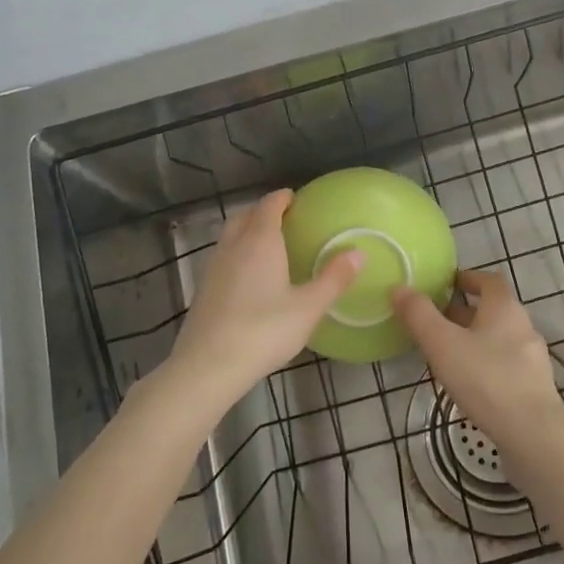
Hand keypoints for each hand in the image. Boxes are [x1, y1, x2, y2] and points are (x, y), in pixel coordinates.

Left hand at [161, 190, 361, 413]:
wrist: (208, 366)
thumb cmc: (264, 331)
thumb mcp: (308, 307)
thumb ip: (334, 279)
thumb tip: (359, 252)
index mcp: (260, 240)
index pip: (269, 205)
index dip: (283, 198)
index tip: (297, 200)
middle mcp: (234, 245)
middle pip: (245, 215)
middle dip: (263, 212)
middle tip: (285, 221)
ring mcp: (214, 266)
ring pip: (231, 236)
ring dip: (247, 232)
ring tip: (269, 247)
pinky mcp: (204, 289)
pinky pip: (223, 257)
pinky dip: (238, 254)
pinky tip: (250, 278)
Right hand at [390, 270, 563, 448]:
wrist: (533, 434)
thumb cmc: (485, 379)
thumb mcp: (442, 344)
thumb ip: (419, 315)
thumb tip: (399, 287)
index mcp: (505, 308)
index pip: (489, 280)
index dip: (468, 278)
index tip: (446, 284)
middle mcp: (523, 326)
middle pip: (493, 310)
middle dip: (465, 312)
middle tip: (436, 321)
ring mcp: (533, 359)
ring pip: (500, 339)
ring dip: (476, 340)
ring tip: (448, 354)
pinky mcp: (535, 387)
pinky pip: (506, 365)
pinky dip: (487, 365)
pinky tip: (470, 384)